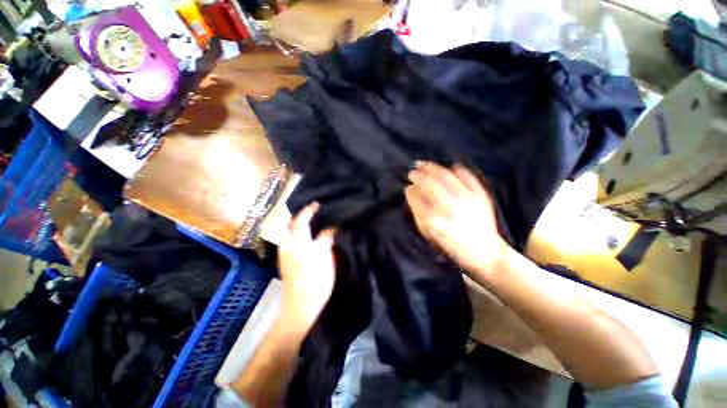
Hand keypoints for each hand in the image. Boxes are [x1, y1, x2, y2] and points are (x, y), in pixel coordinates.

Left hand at [278, 202, 336, 328]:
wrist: (300, 307)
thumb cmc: (315, 282)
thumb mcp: (324, 258)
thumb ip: (326, 239)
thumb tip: (331, 227)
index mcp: (298, 243)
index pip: (302, 220)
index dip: (310, 210)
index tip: (318, 203)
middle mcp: (288, 245)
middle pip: (290, 223)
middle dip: (299, 213)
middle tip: (312, 209)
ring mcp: (286, 253)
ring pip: (289, 231)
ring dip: (297, 222)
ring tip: (310, 219)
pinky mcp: (287, 261)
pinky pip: (290, 239)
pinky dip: (297, 232)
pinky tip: (306, 235)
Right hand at [405, 161, 510, 276]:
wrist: (483, 252)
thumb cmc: (451, 245)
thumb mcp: (428, 233)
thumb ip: (417, 211)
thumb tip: (410, 190)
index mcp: (434, 219)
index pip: (418, 197)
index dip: (411, 188)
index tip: (407, 184)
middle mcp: (450, 206)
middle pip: (430, 183)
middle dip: (419, 175)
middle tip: (412, 171)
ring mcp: (466, 199)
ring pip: (446, 176)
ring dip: (433, 168)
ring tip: (423, 164)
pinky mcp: (480, 195)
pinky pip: (468, 176)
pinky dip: (458, 169)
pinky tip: (451, 166)